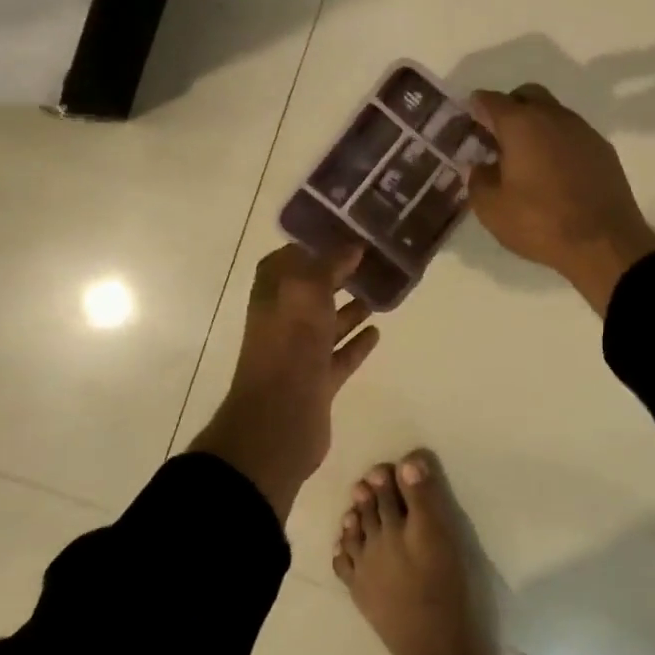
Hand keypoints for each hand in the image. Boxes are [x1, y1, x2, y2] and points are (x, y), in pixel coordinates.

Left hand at [188, 243, 380, 521]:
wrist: (278, 421)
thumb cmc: (289, 346)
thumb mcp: (307, 291)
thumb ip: (329, 265)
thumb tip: (352, 246)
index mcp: (273, 293)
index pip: (291, 257)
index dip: (316, 244)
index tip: (349, 232)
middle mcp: (283, 318)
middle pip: (313, 288)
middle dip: (340, 274)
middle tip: (375, 260)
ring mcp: (300, 351)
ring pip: (328, 321)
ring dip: (351, 307)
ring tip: (381, 291)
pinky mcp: (318, 380)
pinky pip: (341, 354)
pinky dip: (357, 342)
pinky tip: (377, 332)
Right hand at [467, 84, 654, 315]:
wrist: (604, 242)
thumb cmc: (541, 222)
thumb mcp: (492, 209)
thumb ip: (478, 180)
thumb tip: (480, 166)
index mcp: (521, 124)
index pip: (490, 101)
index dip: (475, 108)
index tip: (469, 121)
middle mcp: (553, 116)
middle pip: (526, 95)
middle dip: (509, 108)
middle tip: (498, 137)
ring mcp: (583, 130)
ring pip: (553, 113)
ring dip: (536, 125)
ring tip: (526, 157)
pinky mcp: (603, 149)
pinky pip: (573, 134)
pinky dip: (558, 143)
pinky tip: (555, 171)